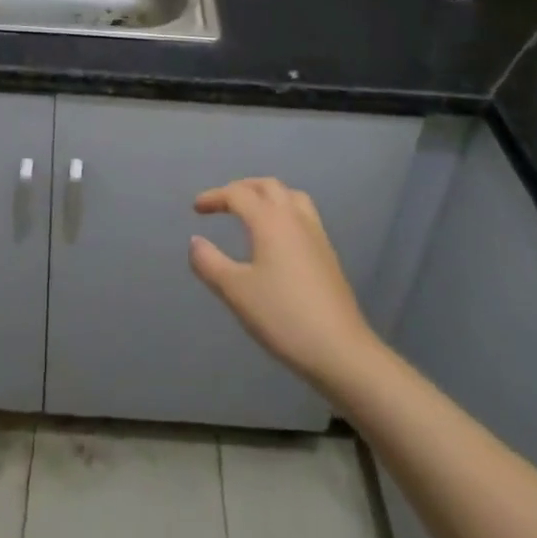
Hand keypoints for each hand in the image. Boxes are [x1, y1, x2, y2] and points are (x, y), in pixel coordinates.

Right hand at [188, 178, 380, 394]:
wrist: (341, 351)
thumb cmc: (283, 317)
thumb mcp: (236, 291)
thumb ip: (210, 263)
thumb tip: (195, 241)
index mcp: (270, 221)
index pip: (238, 194)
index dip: (214, 197)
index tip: (196, 208)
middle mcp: (295, 218)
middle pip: (268, 186)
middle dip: (242, 188)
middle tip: (222, 203)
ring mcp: (316, 235)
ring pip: (291, 196)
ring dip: (267, 195)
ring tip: (251, 211)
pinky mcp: (328, 254)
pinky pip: (303, 214)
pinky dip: (284, 211)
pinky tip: (277, 238)